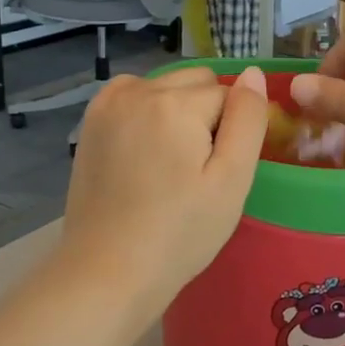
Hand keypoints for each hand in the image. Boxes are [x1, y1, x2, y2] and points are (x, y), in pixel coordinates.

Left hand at [61, 66, 268, 315]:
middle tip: (194, 171)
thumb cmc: (180, 233)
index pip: (228, 97)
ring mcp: (109, 104)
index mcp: (176, 103)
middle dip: (205, 116)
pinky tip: (144, 150)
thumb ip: (248, 119)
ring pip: (167, 86)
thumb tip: (252, 73)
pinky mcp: (91, 120)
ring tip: (168, 163)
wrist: (107, 271)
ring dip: (176, 110)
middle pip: (196, 83)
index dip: (232, 134)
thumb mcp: (231, 180)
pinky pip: (134, 95)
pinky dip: (147, 111)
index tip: (216, 173)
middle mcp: (138, 90)